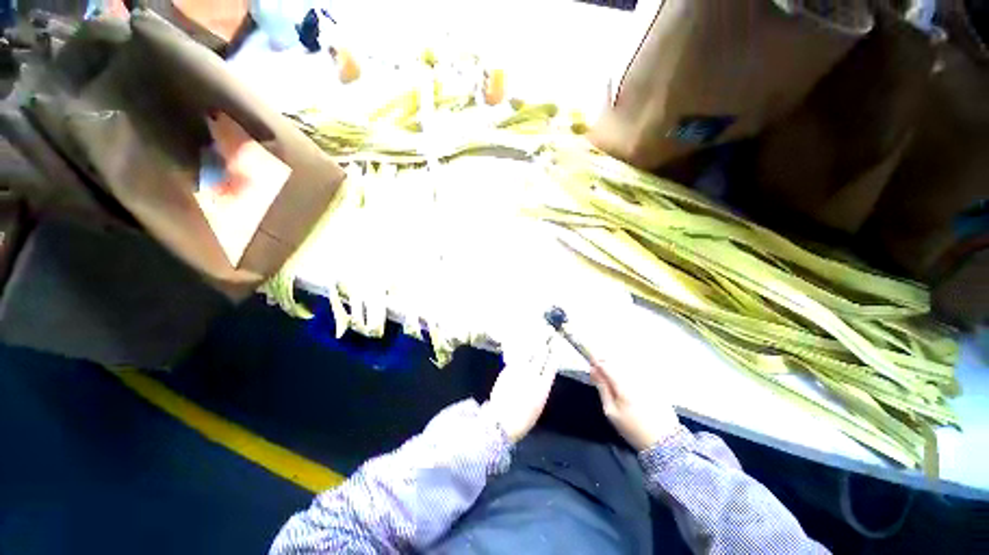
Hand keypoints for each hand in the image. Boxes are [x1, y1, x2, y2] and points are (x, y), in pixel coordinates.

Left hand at [485, 334, 558, 442]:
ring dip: (534, 342)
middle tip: (549, 332)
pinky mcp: (507, 370)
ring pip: (528, 352)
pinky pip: (517, 356)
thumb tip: (543, 376)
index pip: (551, 366)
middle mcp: (532, 376)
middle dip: (545, 343)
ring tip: (538, 334)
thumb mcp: (538, 406)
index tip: (556, 346)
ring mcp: (519, 371)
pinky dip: (522, 349)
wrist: (501, 421)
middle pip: (540, 355)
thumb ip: (541, 388)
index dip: (554, 354)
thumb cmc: (522, 420)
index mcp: (543, 387)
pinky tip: (524, 344)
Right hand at [590, 356, 679, 451]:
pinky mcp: (654, 382)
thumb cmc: (632, 428)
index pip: (606, 364)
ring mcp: (646, 378)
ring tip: (612, 379)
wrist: (664, 441)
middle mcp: (636, 377)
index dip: (596, 362)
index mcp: (623, 385)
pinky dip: (628, 372)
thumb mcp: (611, 412)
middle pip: (616, 361)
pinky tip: (627, 384)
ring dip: (616, 366)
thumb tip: (594, 371)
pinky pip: (637, 370)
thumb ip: (602, 388)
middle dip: (605, 362)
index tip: (590, 365)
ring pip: (626, 364)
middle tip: (599, 373)